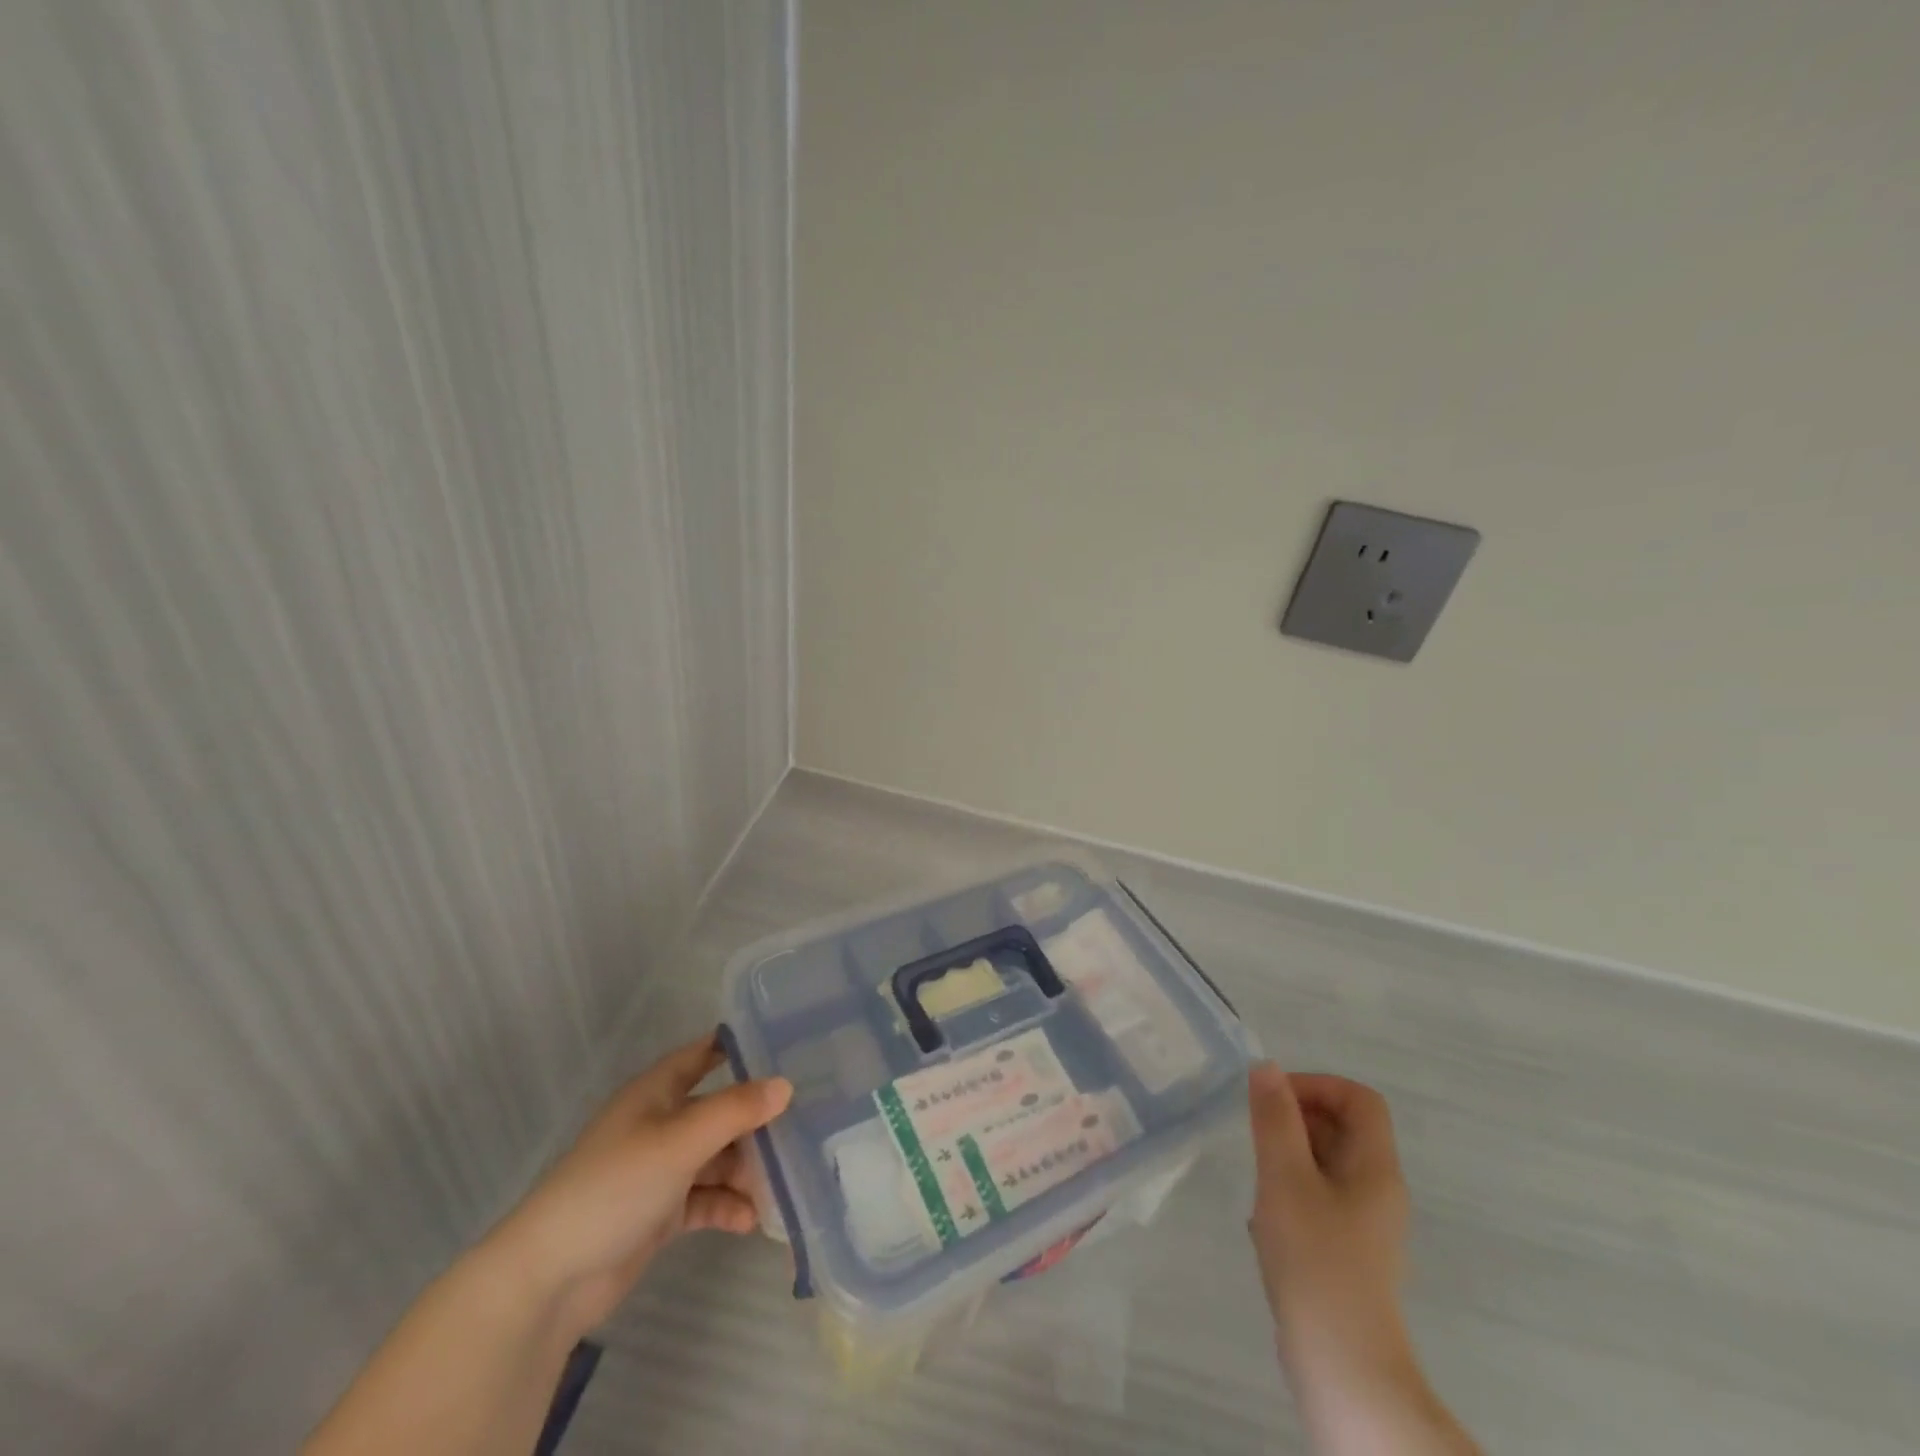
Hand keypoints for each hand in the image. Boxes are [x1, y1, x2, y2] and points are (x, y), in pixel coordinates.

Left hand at [492, 1031, 791, 1337]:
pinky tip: (751, 1221)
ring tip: (781, 1186)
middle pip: (718, 1111)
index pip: (703, 1054)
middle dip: (755, 1122)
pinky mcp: (658, 1212)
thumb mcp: (680, 1141)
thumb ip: (735, 1111)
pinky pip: (704, 1199)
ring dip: (745, 1171)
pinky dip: (727, 1206)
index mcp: (656, 1092)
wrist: (549, 1278)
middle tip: (800, 1128)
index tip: (784, 1046)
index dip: (737, 1047)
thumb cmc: (614, 1186)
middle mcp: (659, 1124)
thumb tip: (786, 1085)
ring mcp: (658, 1170)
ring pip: (715, 1158)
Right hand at [1247, 1065, 1414, 1397]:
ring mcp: (1366, 1226)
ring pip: (1327, 1165)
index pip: (1359, 1099)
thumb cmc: (1314, 1258)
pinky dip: (1290, 1193)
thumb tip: (1266, 1068)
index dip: (1316, 1085)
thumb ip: (1274, 1118)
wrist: (1342, 1366)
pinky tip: (1264, 1221)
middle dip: (1297, 1119)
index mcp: (1375, 1168)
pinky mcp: (1348, 1255)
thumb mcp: (1285, 1177)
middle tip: (1257, 1136)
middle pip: (1344, 1129)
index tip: (1272, 1100)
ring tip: (1257, 1179)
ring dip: (1288, 1157)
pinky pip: (1320, 1200)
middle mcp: (1379, 1191)